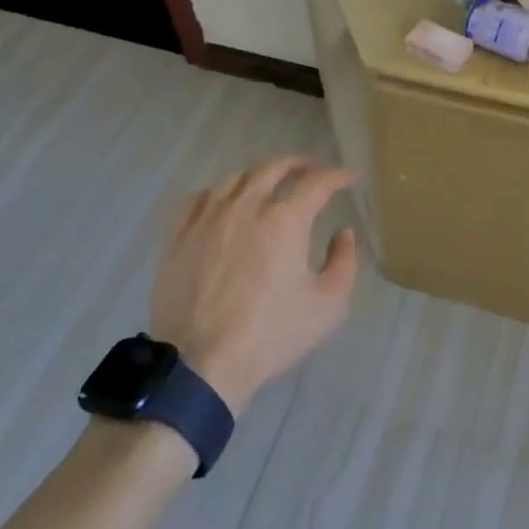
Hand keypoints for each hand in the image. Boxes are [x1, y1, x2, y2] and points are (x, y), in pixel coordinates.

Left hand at [150, 156, 359, 414]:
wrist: (200, 365)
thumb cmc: (270, 335)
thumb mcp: (328, 306)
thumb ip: (343, 263)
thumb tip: (343, 233)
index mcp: (285, 219)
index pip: (317, 183)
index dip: (337, 176)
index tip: (349, 178)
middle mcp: (247, 206)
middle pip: (274, 168)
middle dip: (298, 164)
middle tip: (311, 170)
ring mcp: (208, 218)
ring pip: (236, 178)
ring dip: (259, 176)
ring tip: (268, 185)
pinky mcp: (179, 235)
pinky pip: (199, 198)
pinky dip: (219, 193)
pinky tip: (223, 203)